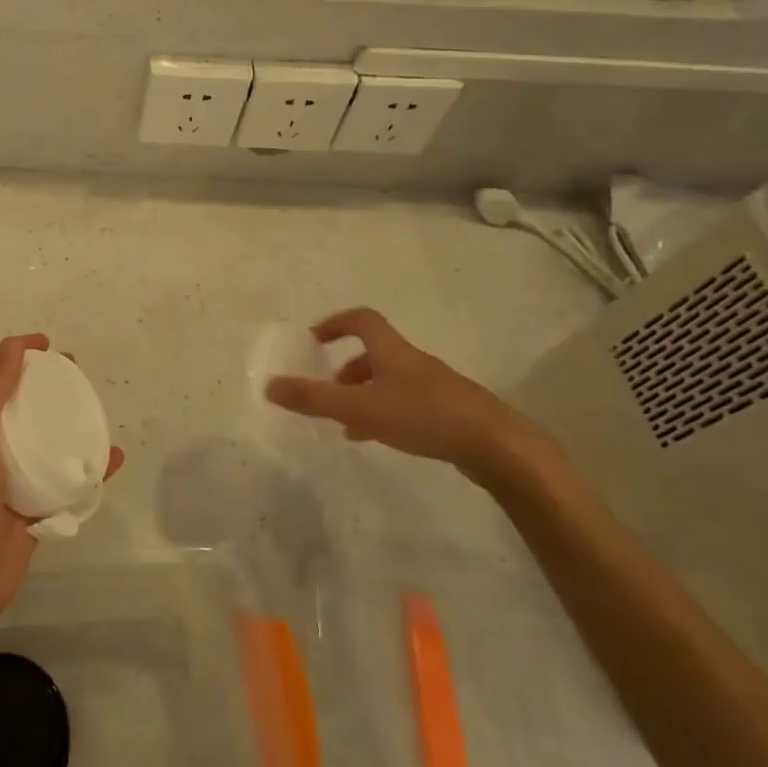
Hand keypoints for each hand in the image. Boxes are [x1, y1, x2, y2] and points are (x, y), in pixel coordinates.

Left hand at [0, 333, 123, 621]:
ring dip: (69, 418)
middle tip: (74, 370)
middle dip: (43, 381)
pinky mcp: (37, 505)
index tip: (44, 344)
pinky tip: (114, 457)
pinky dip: (91, 466)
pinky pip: (69, 478)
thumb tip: (12, 347)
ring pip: (46, 437)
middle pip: (19, 401)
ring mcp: (15, 476)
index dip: (10, 352)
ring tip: (95, 406)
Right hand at [265, 307, 551, 480]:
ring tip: (345, 421)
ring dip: (364, 394)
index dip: (335, 324)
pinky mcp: (449, 412)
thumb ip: (314, 399)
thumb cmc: (424, 416)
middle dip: (346, 368)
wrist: (498, 446)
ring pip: (389, 381)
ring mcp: (434, 387)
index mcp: (392, 351)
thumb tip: (269, 385)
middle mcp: (413, 363)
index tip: (314, 339)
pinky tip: (375, 438)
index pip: (362, 321)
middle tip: (327, 388)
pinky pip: (406, 403)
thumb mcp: (360, 408)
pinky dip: (383, 413)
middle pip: (375, 353)